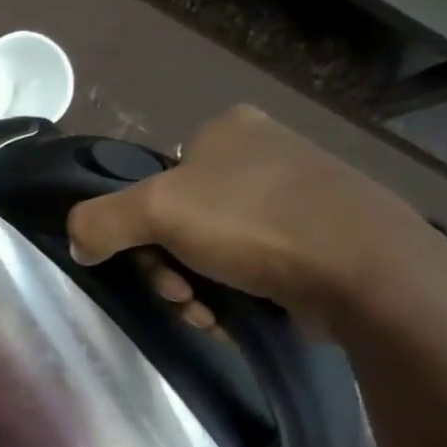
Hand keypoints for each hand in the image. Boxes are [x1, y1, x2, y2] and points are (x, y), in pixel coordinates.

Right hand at [67, 105, 444, 330]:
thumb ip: (97, 221)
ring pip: (204, 252)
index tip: (147, 260)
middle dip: (166, 270)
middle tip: (179, 295)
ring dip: (191, 291)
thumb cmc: (255, 224)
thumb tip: (79, 244)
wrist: (367, 273)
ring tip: (208, 314)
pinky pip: (243, 269)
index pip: (150, 180)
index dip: (136, 228)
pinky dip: (227, 296)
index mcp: (225, 129)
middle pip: (172, 223)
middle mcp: (258, 154)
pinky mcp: (312, 239)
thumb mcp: (154, 210)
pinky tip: (232, 316)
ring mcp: (290, 197)